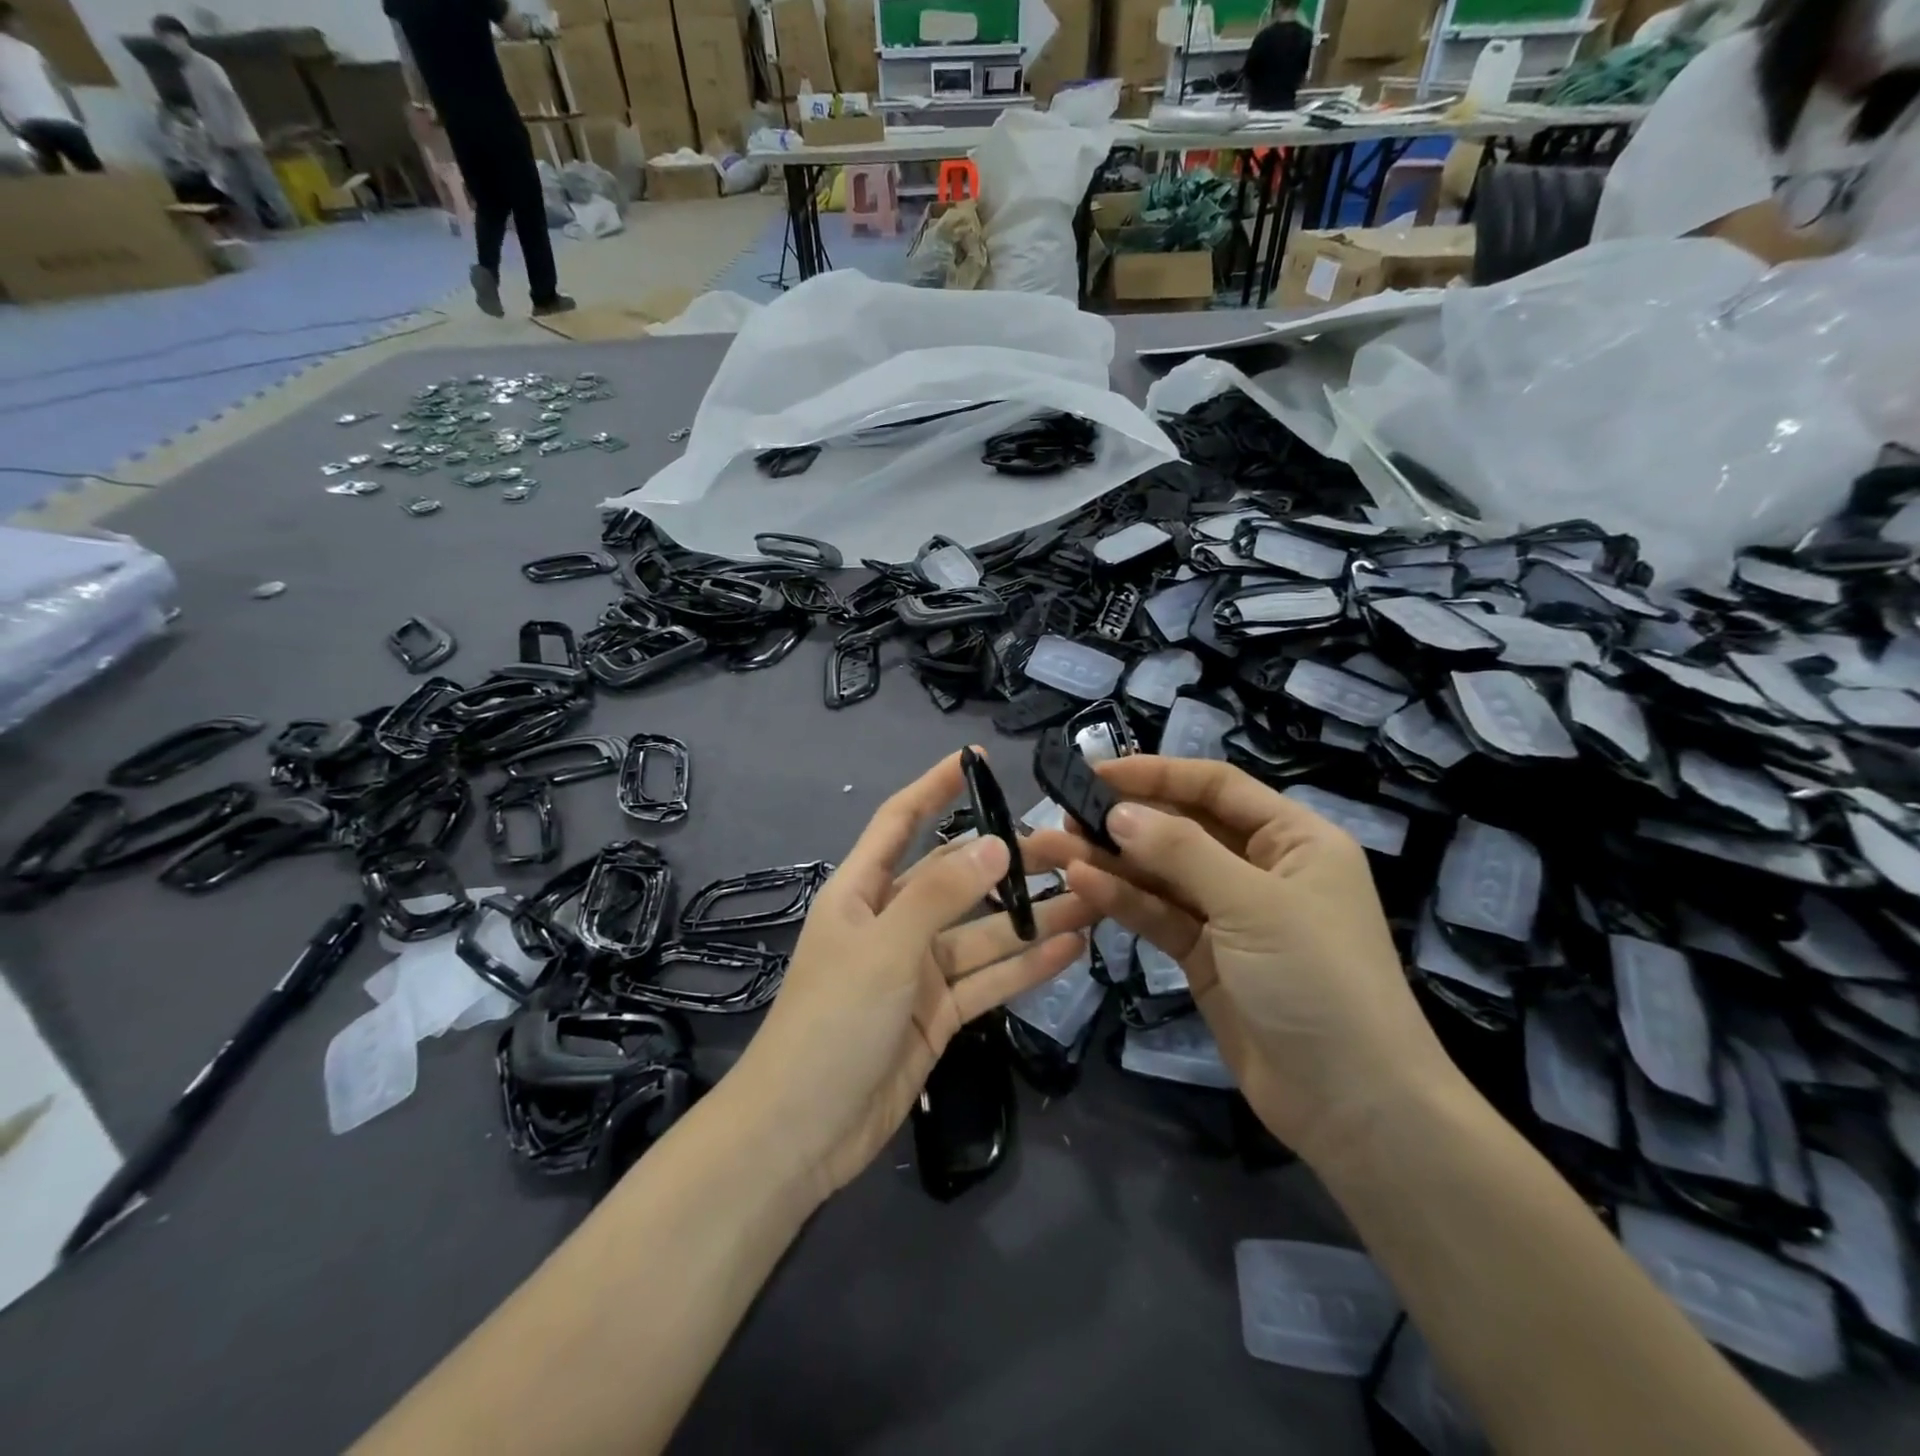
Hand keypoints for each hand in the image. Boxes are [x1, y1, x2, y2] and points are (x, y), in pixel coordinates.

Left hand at [735, 750, 1093, 1202]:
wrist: (802, 1133)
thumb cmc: (832, 1022)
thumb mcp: (885, 948)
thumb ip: (941, 894)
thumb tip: (997, 844)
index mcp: (861, 892)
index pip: (900, 822)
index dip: (934, 788)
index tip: (977, 761)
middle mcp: (891, 923)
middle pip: (957, 879)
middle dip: (1008, 862)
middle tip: (1072, 847)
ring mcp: (917, 971)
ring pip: (983, 933)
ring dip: (1032, 917)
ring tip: (1092, 896)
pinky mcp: (939, 1015)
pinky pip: (988, 981)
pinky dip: (1026, 967)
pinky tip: (1071, 948)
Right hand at [1046, 756, 1459, 1166]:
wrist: (1353, 1107)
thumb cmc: (1318, 982)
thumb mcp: (1253, 905)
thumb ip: (1181, 853)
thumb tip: (1119, 812)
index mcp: (1293, 839)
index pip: (1216, 787)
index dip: (1157, 774)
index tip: (1096, 772)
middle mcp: (1261, 868)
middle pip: (1183, 829)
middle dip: (1125, 821)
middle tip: (1064, 816)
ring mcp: (1231, 915)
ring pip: (1163, 874)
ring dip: (1111, 862)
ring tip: (1054, 850)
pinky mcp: (1206, 956)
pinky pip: (1159, 916)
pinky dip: (1123, 901)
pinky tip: (1082, 886)